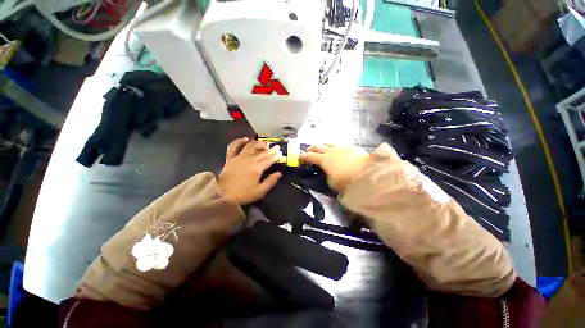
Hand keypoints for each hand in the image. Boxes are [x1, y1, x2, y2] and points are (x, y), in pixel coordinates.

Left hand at [218, 138, 282, 204]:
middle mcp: (249, 160)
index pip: (269, 159)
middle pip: (262, 152)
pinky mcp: (230, 158)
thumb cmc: (243, 194)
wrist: (222, 195)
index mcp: (257, 169)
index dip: (275, 156)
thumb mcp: (260, 191)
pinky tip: (246, 139)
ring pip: (250, 146)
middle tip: (276, 147)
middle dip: (270, 149)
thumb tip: (279, 173)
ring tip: (265, 144)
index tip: (280, 152)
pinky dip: (239, 141)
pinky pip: (233, 146)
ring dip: (258, 144)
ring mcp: (238, 158)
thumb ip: (270, 181)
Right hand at [300, 144, 369, 191]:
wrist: (366, 172)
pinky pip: (337, 144)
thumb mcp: (332, 183)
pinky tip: (335, 150)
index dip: (303, 156)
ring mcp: (339, 147)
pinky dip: (332, 146)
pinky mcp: (349, 146)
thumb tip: (326, 173)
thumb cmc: (347, 180)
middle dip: (310, 149)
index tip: (299, 156)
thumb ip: (326, 176)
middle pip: (316, 146)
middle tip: (308, 152)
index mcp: (323, 160)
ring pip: (327, 143)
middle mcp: (329, 151)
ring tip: (321, 149)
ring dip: (321, 146)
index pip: (310, 156)